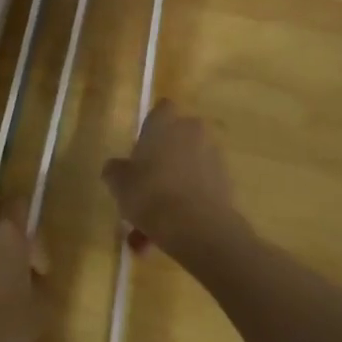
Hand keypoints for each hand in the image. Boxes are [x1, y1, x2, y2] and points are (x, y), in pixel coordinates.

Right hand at [102, 100, 242, 258]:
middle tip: (145, 187)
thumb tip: (115, 168)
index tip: (140, 149)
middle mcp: (193, 132)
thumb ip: (115, 170)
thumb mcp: (118, 183)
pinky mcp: (226, 183)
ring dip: (173, 188)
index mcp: (165, 123)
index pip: (161, 109)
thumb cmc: (150, 193)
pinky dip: (186, 205)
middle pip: (177, 140)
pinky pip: (199, 189)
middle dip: (163, 161)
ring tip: (153, 224)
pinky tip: (169, 231)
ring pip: (187, 170)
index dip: (151, 126)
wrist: (196, 225)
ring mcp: (213, 157)